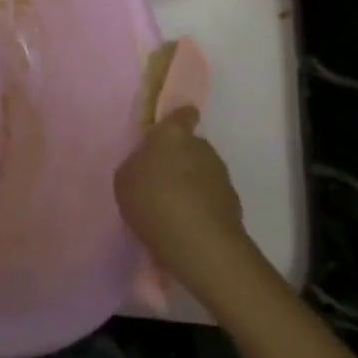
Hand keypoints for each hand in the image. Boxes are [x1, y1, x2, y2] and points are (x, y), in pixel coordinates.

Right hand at [114, 107, 265, 308]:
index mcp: (173, 134)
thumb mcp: (125, 179)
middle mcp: (202, 147)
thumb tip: (147, 164)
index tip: (170, 131)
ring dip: (191, 184)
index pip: (182, 114)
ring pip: (203, 172)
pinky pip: (210, 198)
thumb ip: (137, 164)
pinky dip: (201, 206)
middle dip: (180, 159)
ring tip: (173, 208)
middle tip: (161, 180)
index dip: (178, 120)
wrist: (198, 242)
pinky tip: (186, 225)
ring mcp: (221, 175)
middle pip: (191, 146)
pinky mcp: (233, 203)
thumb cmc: (153, 200)